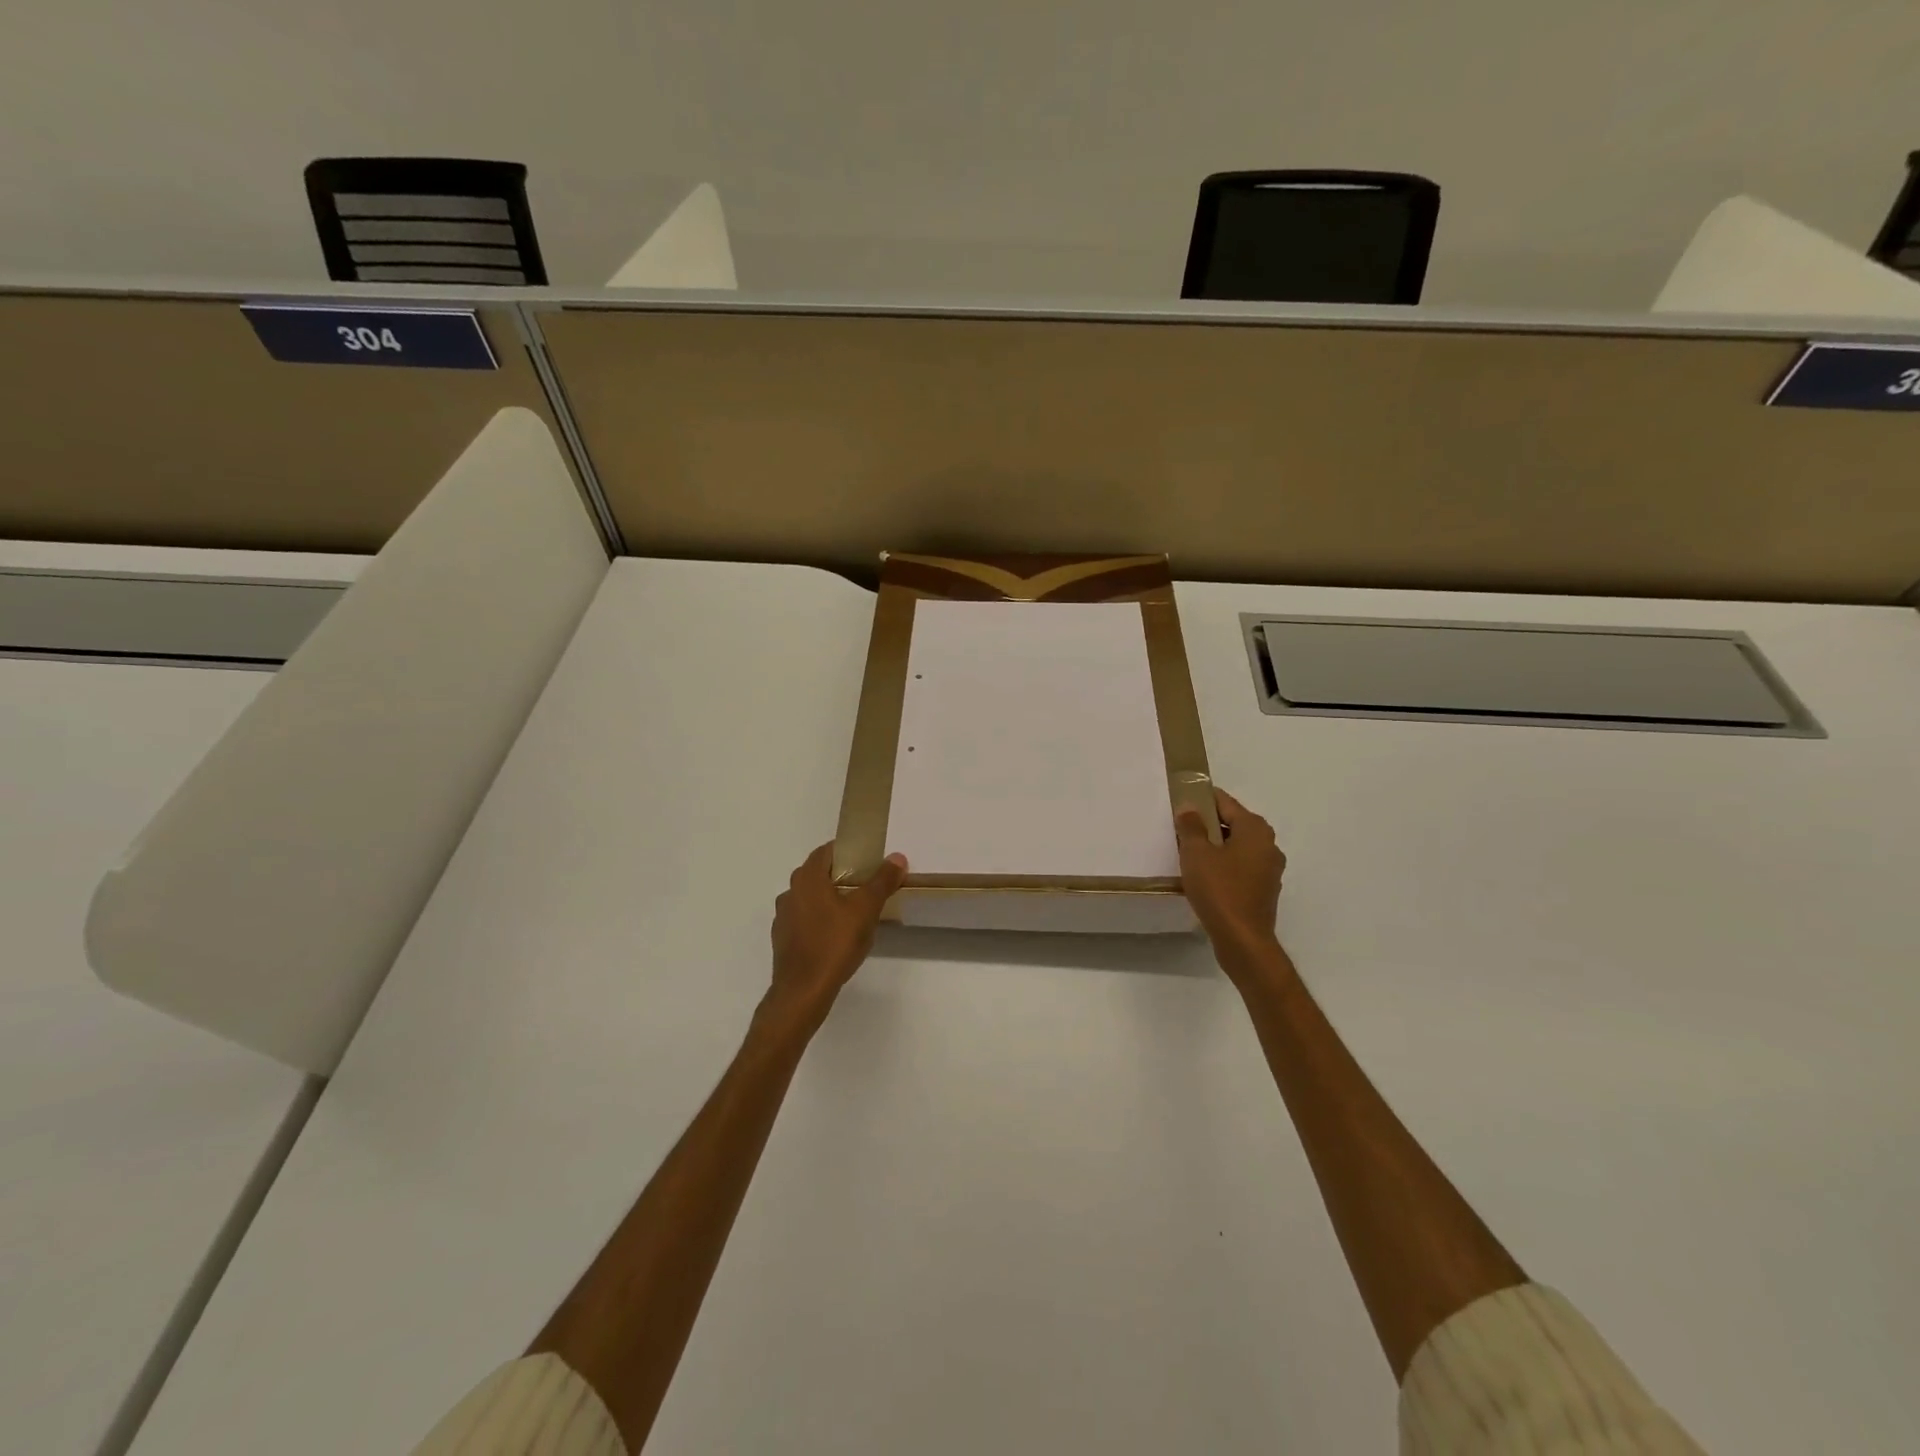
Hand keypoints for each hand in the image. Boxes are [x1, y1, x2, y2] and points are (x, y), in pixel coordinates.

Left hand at [764, 843, 908, 1033]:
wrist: (803, 992)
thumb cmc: (834, 944)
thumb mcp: (866, 910)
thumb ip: (882, 881)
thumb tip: (897, 857)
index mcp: (807, 879)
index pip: (825, 851)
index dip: (845, 850)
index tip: (866, 857)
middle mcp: (790, 892)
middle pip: (816, 874)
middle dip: (839, 874)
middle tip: (865, 883)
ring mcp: (783, 917)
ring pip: (809, 898)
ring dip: (828, 898)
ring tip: (853, 910)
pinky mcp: (782, 939)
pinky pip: (803, 919)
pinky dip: (818, 919)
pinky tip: (835, 935)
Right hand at [1176, 788, 1286, 964]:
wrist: (1243, 940)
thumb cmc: (1219, 890)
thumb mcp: (1196, 854)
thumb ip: (1192, 826)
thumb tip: (1189, 807)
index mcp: (1255, 830)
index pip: (1226, 802)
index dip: (1203, 798)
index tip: (1183, 798)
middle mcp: (1268, 845)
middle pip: (1234, 824)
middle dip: (1209, 823)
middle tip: (1181, 827)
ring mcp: (1269, 870)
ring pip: (1238, 847)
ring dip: (1216, 846)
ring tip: (1189, 852)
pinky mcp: (1264, 890)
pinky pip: (1241, 867)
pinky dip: (1224, 865)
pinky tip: (1205, 876)